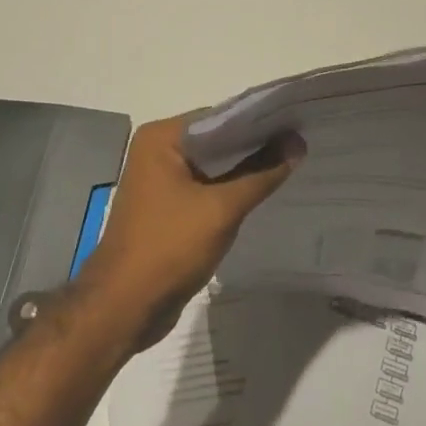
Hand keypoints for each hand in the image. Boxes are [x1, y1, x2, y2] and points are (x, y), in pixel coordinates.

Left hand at [81, 115, 299, 349]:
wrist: (123, 308)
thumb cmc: (169, 248)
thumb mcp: (222, 209)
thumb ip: (262, 173)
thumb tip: (298, 142)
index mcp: (162, 137)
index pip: (220, 117)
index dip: (259, 121)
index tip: (297, 122)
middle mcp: (157, 150)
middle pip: (216, 140)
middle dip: (255, 144)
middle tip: (301, 142)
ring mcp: (160, 179)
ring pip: (213, 166)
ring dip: (244, 168)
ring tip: (291, 162)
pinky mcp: (166, 206)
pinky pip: (205, 187)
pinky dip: (230, 189)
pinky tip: (262, 192)